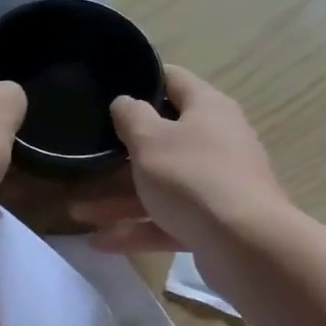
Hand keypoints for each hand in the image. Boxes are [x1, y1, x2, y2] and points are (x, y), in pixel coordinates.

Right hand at [72, 66, 285, 257]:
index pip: (173, 79)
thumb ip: (131, 116)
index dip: (142, 80)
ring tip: (79, 213)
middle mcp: (216, 142)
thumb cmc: (193, 177)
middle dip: (121, 153)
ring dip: (119, 198)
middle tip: (87, 156)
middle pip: (162, 139)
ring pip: (160, 185)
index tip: (108, 90)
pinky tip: (101, 243)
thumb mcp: (150, 140)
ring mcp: (216, 185)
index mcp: (207, 109)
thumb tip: (125, 102)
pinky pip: (167, 220)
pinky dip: (137, 229)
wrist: (246, 246)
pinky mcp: (212, 223)